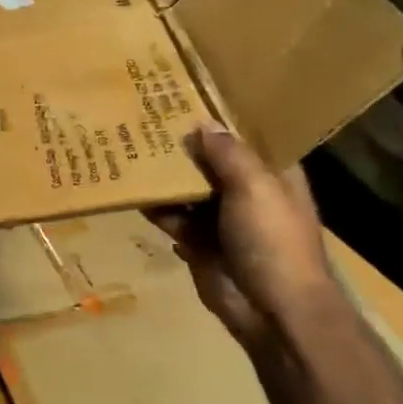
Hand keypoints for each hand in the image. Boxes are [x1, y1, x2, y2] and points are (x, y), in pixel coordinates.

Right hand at [148, 123, 341, 354]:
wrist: (272, 311)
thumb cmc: (273, 241)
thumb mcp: (255, 187)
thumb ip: (228, 153)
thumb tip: (202, 123)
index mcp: (272, 173)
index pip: (246, 135)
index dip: (221, 116)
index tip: (189, 92)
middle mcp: (246, 190)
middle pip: (211, 159)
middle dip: (184, 142)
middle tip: (146, 113)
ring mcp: (220, 217)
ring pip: (187, 186)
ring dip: (164, 173)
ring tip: (129, 143)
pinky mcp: (197, 241)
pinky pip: (171, 215)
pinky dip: (153, 204)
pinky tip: (129, 186)